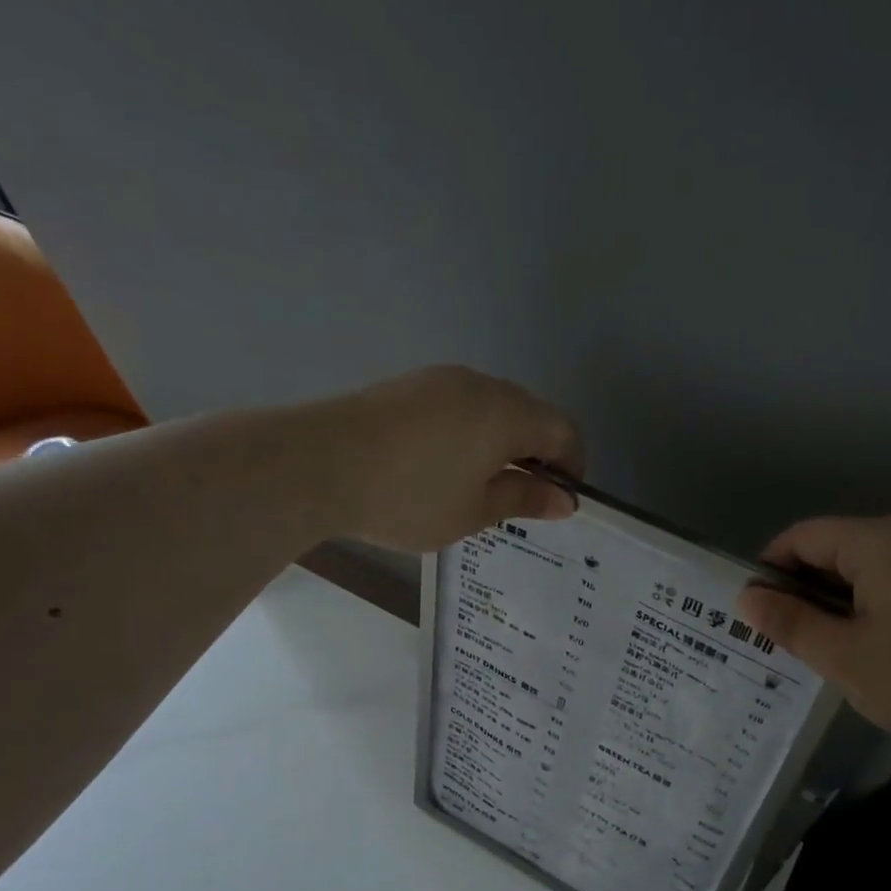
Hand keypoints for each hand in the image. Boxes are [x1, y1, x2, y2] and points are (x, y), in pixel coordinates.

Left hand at [320, 365, 583, 551]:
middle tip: (520, 499)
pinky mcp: (410, 386)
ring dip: (502, 443)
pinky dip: (470, 433)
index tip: (558, 502)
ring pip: (493, 408)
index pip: (565, 432)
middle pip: (531, 414)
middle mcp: (482, 385)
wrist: (318, 464)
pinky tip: (443, 466)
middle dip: (537, 455)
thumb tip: (564, 500)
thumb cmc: (409, 497)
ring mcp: (442, 380)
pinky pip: (460, 406)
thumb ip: (524, 499)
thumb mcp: (474, 511)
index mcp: (508, 414)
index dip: (572, 468)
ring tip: (478, 486)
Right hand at [735, 516, 890, 765]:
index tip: (756, 612)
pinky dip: (878, 603)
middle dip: (804, 587)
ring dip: (841, 598)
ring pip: (872, 566)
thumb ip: (791, 624)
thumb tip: (747, 598)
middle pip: (838, 547)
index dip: (769, 568)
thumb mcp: (846, 658)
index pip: (803, 536)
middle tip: (789, 638)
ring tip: (832, 647)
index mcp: (879, 542)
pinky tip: (884, 647)